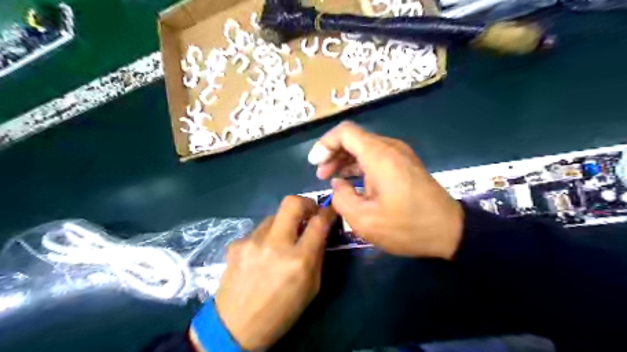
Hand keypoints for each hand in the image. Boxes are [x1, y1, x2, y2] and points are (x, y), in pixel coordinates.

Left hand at [212, 196, 334, 348]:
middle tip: (309, 212)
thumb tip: (321, 231)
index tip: (329, 210)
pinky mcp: (236, 244)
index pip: (319, 222)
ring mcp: (252, 241)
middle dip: (306, 202)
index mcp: (299, 260)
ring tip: (282, 241)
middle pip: (292, 203)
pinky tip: (261, 255)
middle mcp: (275, 244)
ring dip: (284, 223)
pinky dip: (266, 237)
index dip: (328, 212)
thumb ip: (318, 255)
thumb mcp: (312, 288)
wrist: (234, 328)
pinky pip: (258, 231)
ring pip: (274, 216)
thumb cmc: (281, 312)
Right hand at [307, 122, 461, 258]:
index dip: (325, 144)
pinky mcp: (405, 164)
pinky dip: (359, 164)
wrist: (450, 231)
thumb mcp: (364, 220)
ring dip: (345, 159)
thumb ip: (342, 198)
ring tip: (332, 178)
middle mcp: (390, 148)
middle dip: (333, 153)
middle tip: (321, 174)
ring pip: (364, 147)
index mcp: (379, 156)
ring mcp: (400, 155)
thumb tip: (338, 183)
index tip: (315, 164)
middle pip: (354, 138)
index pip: (345, 132)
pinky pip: (376, 156)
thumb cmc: (407, 227)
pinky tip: (352, 180)